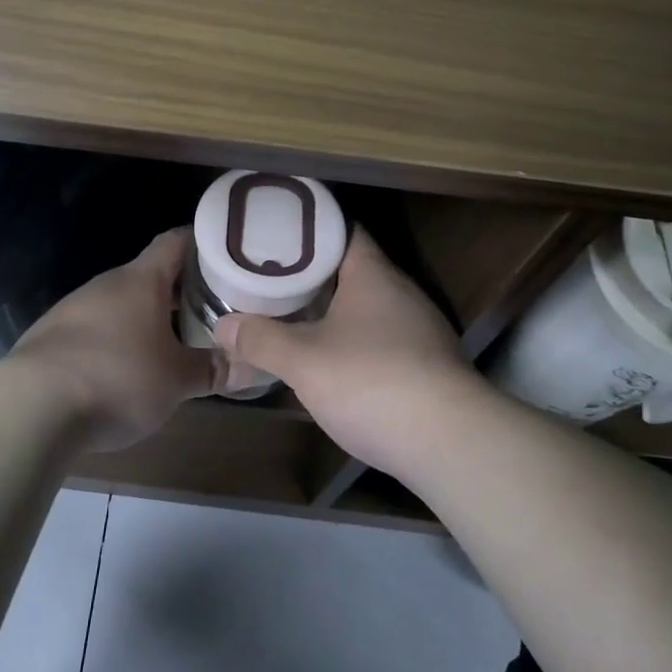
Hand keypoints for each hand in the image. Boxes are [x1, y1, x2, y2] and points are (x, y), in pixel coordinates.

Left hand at [9, 228, 216, 449]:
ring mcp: (73, 308)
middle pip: (150, 274)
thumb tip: (250, 366)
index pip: (175, 241)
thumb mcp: (176, 380)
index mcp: (141, 280)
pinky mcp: (51, 336)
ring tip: (174, 340)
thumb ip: (213, 370)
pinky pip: (95, 327)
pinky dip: (117, 338)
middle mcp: (106, 284)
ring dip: (147, 316)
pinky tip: (125, 367)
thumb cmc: (117, 378)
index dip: (202, 242)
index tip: (227, 253)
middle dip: (180, 289)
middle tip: (212, 306)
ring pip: (121, 302)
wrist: (31, 406)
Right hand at [215, 228, 483, 478]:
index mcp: (373, 274)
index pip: (342, 230)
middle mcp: (401, 292)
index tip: (275, 233)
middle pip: (353, 268)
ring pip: (368, 306)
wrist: (449, 443)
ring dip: (334, 309)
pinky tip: (332, 361)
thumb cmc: (370, 381)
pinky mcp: (428, 365)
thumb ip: (260, 339)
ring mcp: (420, 330)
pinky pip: (382, 338)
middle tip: (271, 276)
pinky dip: (354, 340)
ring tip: (294, 314)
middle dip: (313, 272)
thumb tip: (222, 326)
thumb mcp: (302, 360)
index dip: (308, 229)